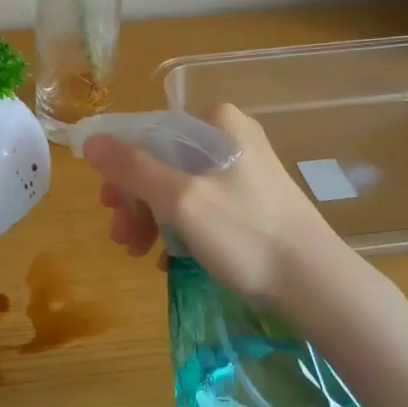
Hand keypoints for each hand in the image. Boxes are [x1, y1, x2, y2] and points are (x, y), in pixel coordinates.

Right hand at [82, 104, 350, 306]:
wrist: (316, 283)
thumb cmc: (246, 234)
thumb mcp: (181, 200)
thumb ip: (134, 168)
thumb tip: (91, 140)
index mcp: (216, 123)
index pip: (148, 135)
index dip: (120, 170)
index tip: (108, 207)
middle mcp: (230, 137)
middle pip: (162, 161)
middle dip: (136, 201)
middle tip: (122, 238)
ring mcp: (242, 169)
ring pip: (178, 186)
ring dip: (152, 218)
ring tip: (138, 252)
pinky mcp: (251, 199)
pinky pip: (200, 204)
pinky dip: (178, 228)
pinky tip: (167, 258)